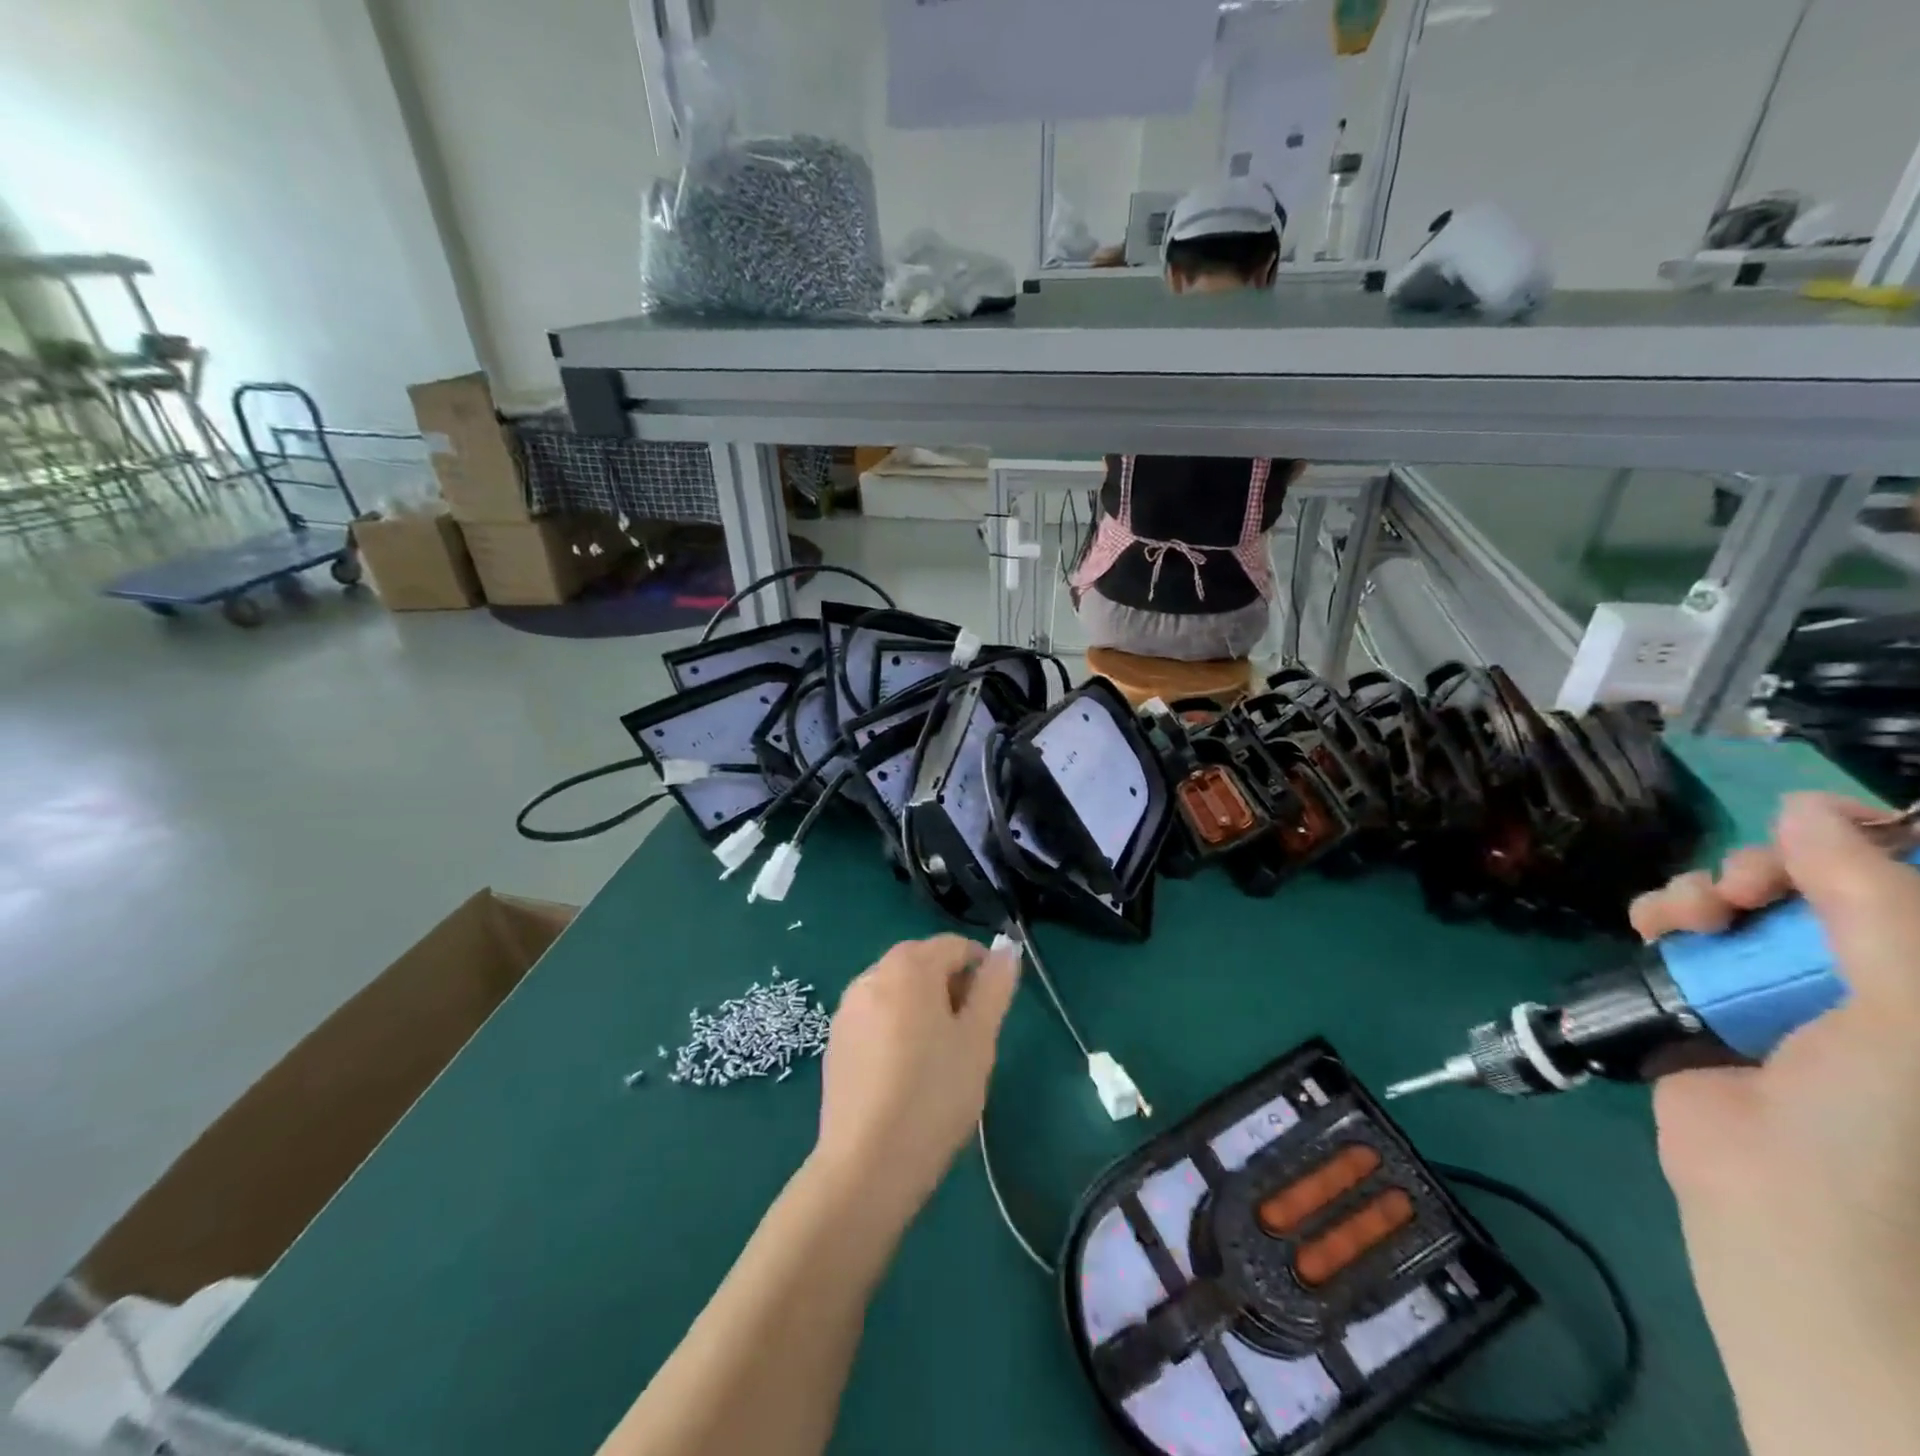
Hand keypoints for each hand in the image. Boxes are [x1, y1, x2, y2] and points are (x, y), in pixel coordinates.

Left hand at [811, 935, 1019, 1226]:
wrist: (867, 1164)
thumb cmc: (934, 1094)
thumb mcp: (978, 1039)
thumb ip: (994, 987)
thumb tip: (1007, 948)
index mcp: (908, 967)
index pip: (953, 946)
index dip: (980, 968)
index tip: (991, 1010)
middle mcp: (871, 975)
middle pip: (920, 963)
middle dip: (950, 986)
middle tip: (969, 1034)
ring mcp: (847, 1008)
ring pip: (896, 990)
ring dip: (922, 1006)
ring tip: (939, 1055)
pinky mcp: (834, 1041)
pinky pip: (874, 1016)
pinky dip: (895, 1027)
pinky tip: (904, 1072)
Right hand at [1630, 794, 1919, 1451]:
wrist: (1781, 1208)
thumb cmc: (1883, 1123)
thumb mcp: (1908, 1008)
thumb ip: (1873, 904)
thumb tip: (1808, 808)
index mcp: (1914, 985)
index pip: (1896, 890)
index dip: (1860, 850)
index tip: (1814, 836)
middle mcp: (1860, 982)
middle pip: (1809, 888)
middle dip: (1768, 871)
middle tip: (1746, 888)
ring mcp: (1779, 993)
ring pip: (1737, 906)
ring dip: (1703, 892)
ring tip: (1686, 913)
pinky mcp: (1704, 1003)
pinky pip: (1680, 937)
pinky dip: (1662, 917)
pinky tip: (1654, 924)